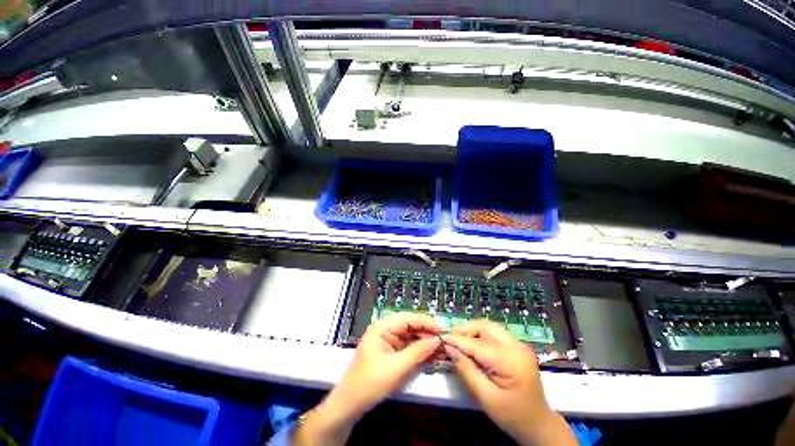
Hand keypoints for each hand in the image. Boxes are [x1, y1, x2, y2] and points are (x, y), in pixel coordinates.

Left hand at [293, 312, 442, 445]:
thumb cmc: (369, 383)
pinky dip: (420, 351)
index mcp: (382, 327)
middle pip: (410, 326)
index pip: (407, 318)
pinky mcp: (391, 353)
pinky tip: (432, 355)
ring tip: (442, 348)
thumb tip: (436, 341)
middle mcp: (385, 330)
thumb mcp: (396, 368)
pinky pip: (408, 347)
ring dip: (425, 343)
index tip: (441, 329)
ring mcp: (388, 341)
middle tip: (444, 340)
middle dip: (427, 333)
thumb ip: (417, 352)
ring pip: (411, 337)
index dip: (425, 322)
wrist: (350, 405)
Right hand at [443, 320, 575, 445]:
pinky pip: (494, 332)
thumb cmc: (512, 416)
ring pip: (489, 326)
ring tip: (458, 339)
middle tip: (450, 338)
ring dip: (472, 329)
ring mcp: (519, 344)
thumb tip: (450, 349)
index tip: (441, 338)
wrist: (539, 424)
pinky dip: (480, 333)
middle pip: (485, 326)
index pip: (478, 344)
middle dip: (465, 329)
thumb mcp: (486, 398)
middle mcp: (517, 346)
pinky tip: (471, 343)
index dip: (458, 340)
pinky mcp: (517, 346)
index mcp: (511, 361)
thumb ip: (467, 371)